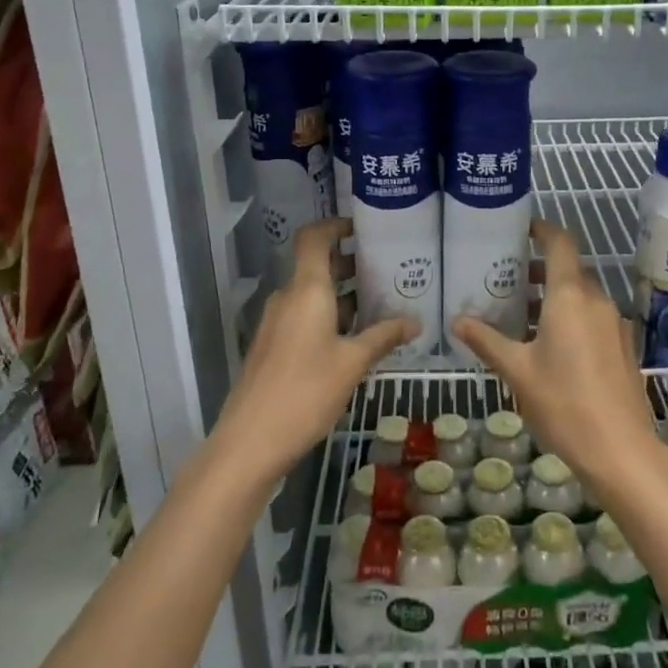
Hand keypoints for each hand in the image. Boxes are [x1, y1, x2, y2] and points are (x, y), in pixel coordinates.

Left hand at [215, 218, 414, 478]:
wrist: (250, 441)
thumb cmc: (305, 391)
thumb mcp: (353, 363)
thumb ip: (384, 336)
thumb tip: (417, 321)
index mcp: (306, 290)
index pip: (314, 238)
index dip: (335, 225)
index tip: (362, 228)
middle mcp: (287, 298)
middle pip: (316, 265)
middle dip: (349, 263)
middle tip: (386, 269)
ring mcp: (275, 323)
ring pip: (311, 294)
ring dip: (342, 294)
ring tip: (379, 303)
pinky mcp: (272, 347)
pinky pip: (303, 316)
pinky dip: (328, 316)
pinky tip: (354, 338)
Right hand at [451, 221, 662, 502]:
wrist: (621, 451)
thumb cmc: (563, 403)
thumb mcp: (517, 371)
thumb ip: (487, 341)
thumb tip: (457, 321)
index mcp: (570, 296)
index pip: (560, 243)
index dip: (541, 230)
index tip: (520, 230)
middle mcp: (596, 300)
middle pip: (568, 270)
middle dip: (538, 270)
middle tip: (505, 280)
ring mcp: (614, 323)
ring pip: (581, 295)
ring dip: (553, 297)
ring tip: (520, 315)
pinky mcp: (622, 346)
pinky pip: (592, 317)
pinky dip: (570, 317)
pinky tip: (549, 346)